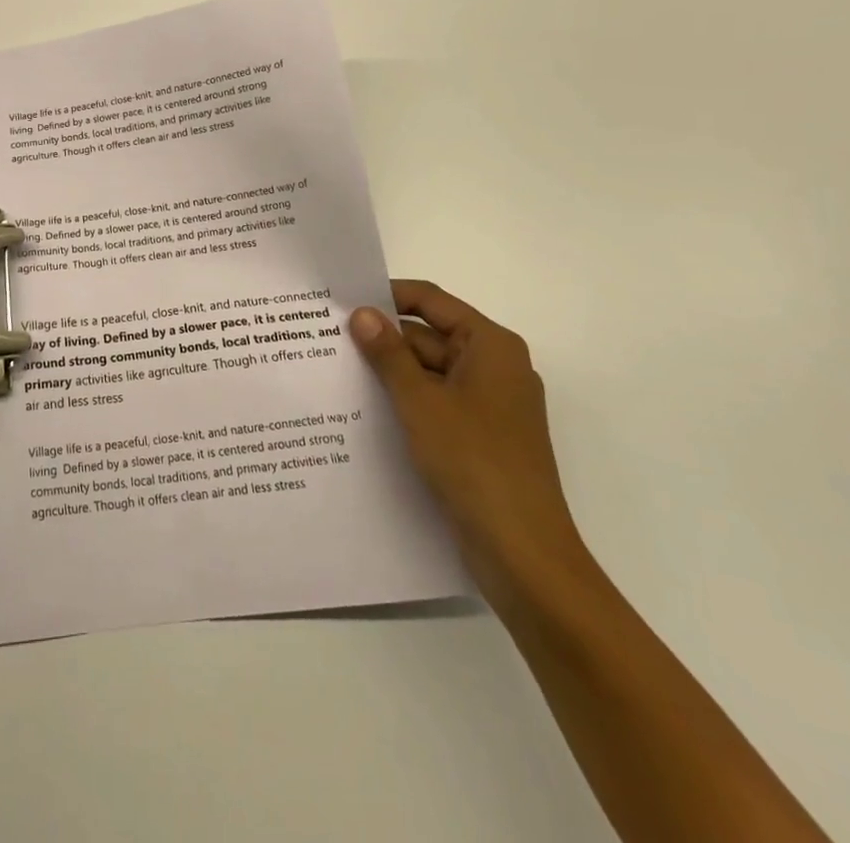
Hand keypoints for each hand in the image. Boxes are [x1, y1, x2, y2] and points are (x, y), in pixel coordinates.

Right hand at [351, 281, 591, 609]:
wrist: (522, 552)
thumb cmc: (473, 462)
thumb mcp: (420, 401)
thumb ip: (388, 353)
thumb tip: (361, 312)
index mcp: (490, 346)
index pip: (431, 301)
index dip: (387, 296)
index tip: (342, 301)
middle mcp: (494, 367)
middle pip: (429, 336)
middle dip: (383, 339)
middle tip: (328, 339)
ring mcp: (488, 404)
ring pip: (429, 372)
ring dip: (390, 373)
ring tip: (336, 371)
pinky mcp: (480, 436)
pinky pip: (435, 402)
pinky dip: (405, 401)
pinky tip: (365, 409)